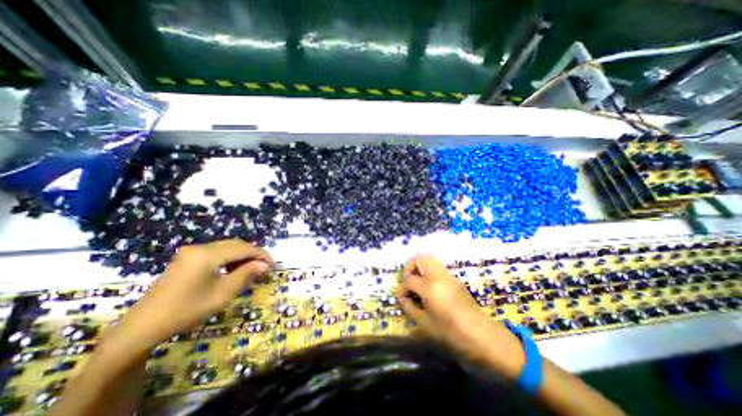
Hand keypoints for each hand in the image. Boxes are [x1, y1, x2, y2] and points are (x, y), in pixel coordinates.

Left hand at [110, 237, 270, 349]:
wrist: (142, 327)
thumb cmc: (186, 311)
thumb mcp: (222, 294)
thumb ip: (246, 275)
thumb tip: (265, 265)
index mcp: (207, 254)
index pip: (243, 248)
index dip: (261, 255)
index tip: (273, 265)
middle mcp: (200, 247)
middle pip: (235, 244)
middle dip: (253, 254)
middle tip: (265, 267)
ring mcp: (191, 252)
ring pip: (226, 247)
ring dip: (242, 256)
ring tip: (252, 269)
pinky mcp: (187, 258)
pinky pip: (216, 252)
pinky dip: (230, 258)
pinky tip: (234, 269)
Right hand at [397, 253, 523, 375]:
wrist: (482, 336)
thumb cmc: (451, 333)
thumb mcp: (425, 324)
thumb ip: (409, 307)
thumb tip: (402, 297)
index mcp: (430, 287)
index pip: (409, 279)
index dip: (402, 288)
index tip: (403, 298)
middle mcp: (438, 276)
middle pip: (420, 258)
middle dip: (410, 267)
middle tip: (409, 282)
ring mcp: (448, 275)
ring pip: (430, 259)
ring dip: (420, 268)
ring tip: (418, 284)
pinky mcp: (455, 279)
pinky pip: (438, 267)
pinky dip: (429, 272)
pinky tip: (430, 289)